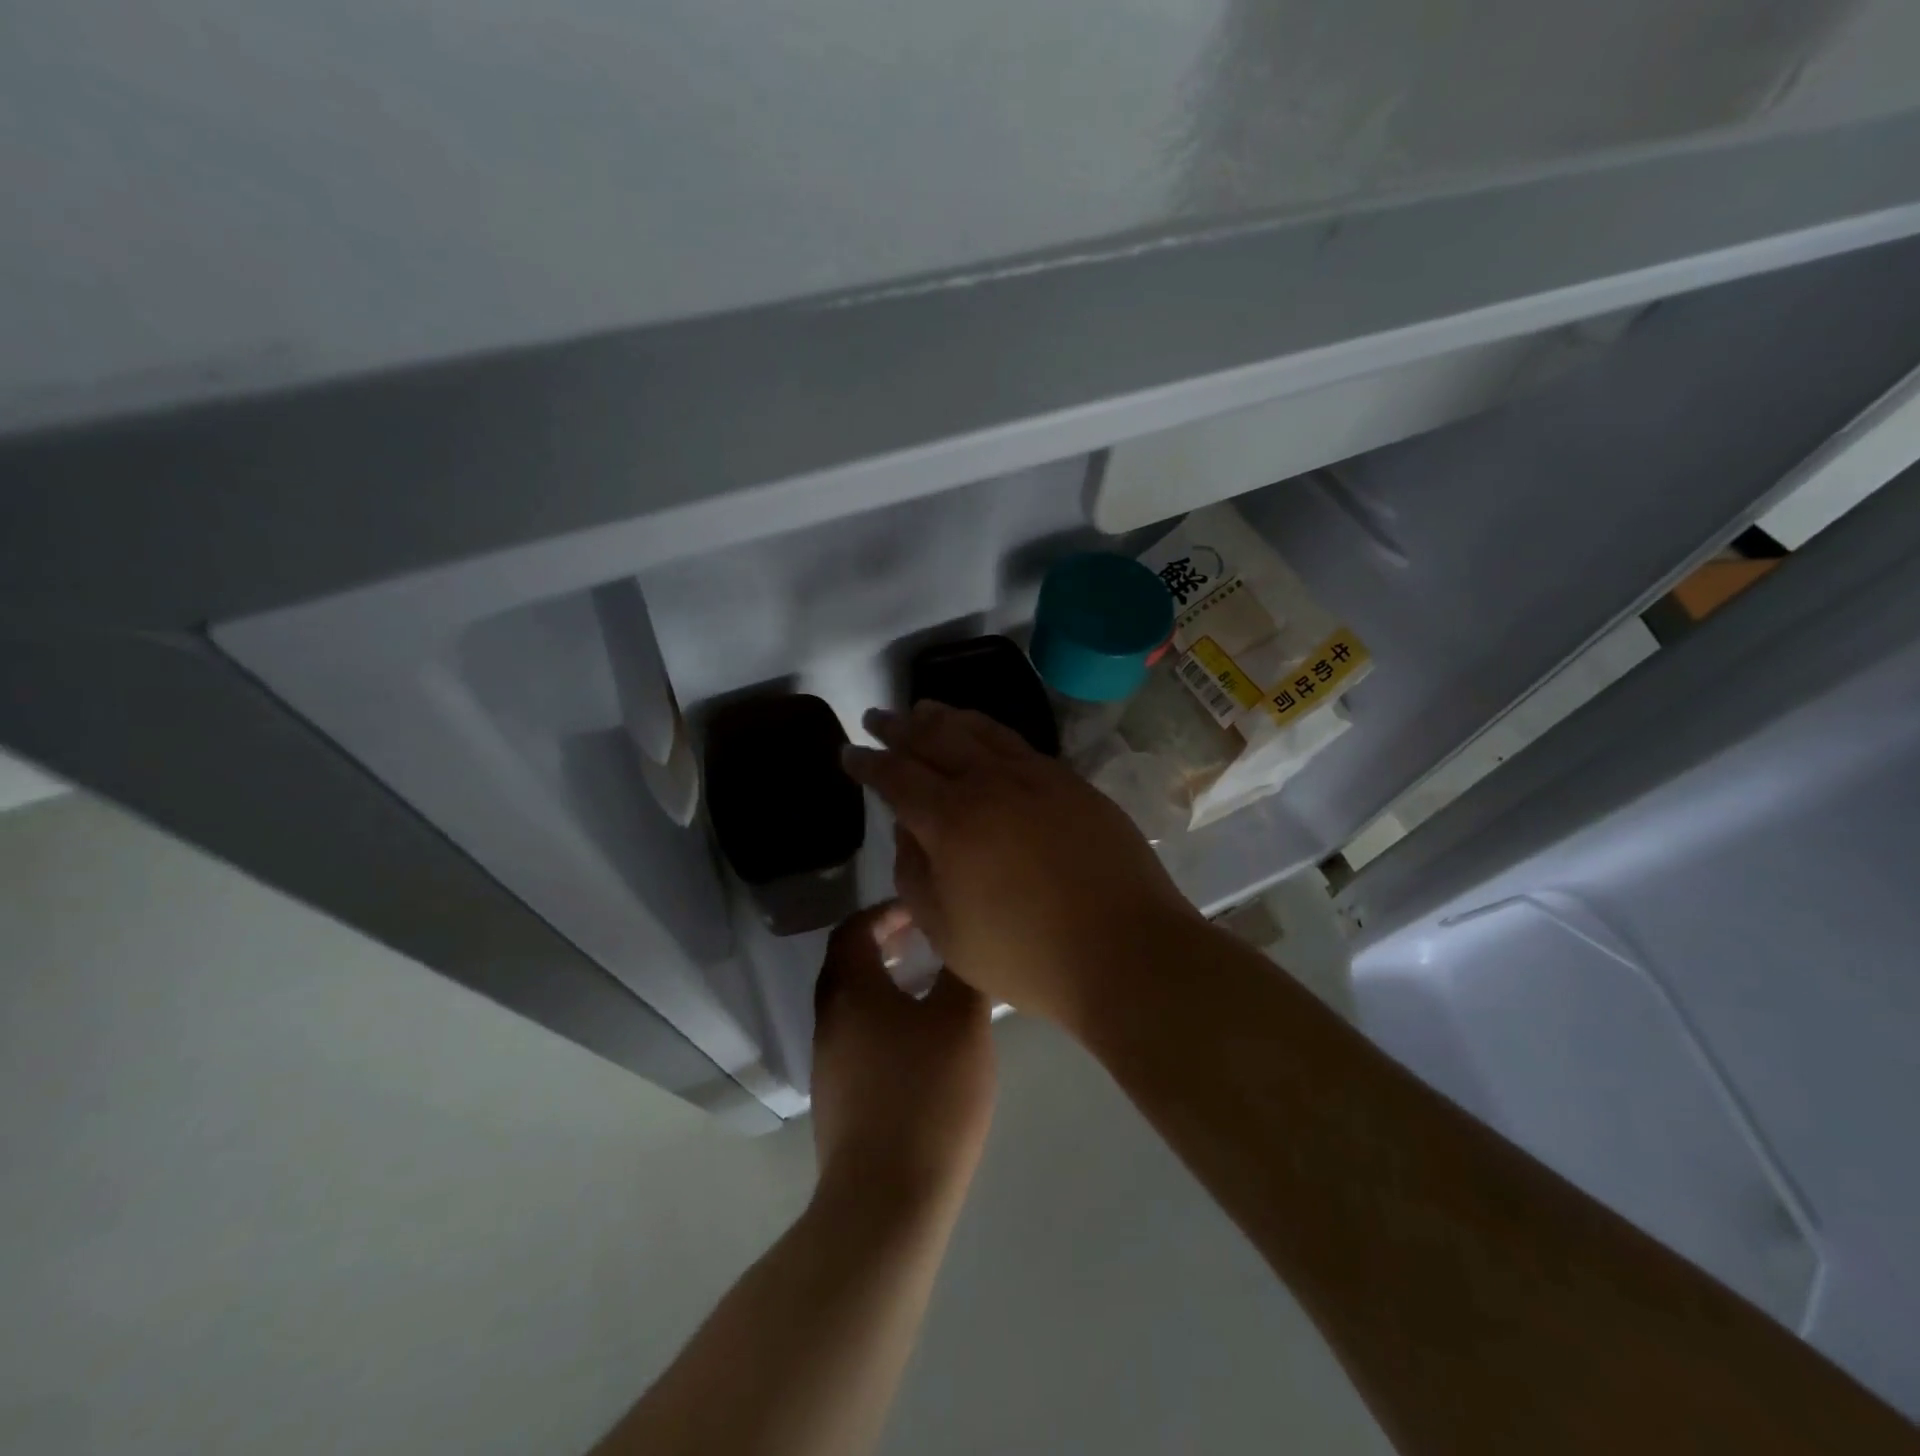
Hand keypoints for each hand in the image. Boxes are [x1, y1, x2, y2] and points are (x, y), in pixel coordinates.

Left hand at [810, 905, 995, 1210]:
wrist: (886, 1200)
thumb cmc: (928, 1095)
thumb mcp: (961, 1022)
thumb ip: (960, 972)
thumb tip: (958, 942)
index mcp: (851, 990)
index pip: (853, 929)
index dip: (885, 913)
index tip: (921, 913)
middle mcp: (830, 1019)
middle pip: (848, 964)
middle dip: (884, 945)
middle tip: (925, 942)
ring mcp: (828, 1062)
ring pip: (852, 1004)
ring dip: (884, 984)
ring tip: (928, 988)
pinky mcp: (837, 1098)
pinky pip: (857, 1038)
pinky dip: (882, 1020)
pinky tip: (920, 1042)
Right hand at [842, 702, 1202, 1029]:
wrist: (1125, 950)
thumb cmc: (1025, 954)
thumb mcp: (946, 931)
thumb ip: (915, 874)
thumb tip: (908, 829)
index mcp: (951, 819)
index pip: (896, 776)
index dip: (867, 762)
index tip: (848, 751)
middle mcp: (990, 783)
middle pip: (935, 738)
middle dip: (900, 727)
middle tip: (878, 717)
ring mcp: (1037, 776)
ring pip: (980, 730)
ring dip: (945, 717)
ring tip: (924, 709)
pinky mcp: (1072, 782)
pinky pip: (1019, 743)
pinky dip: (990, 731)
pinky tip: (986, 736)